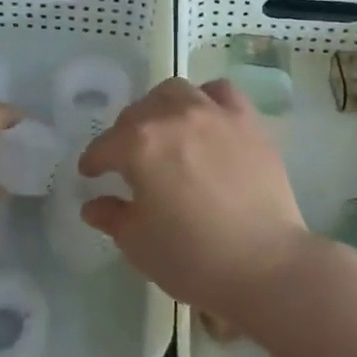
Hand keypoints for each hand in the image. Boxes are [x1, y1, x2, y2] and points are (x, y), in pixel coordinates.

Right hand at [78, 78, 308, 325]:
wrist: (265, 264)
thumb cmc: (193, 258)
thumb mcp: (139, 244)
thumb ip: (112, 216)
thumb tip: (93, 204)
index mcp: (139, 144)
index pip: (104, 146)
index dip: (93, 162)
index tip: (91, 175)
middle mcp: (173, 116)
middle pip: (137, 113)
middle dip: (125, 135)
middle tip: (128, 160)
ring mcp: (213, 113)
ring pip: (175, 92)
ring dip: (161, 108)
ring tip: (165, 130)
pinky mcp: (247, 120)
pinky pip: (220, 92)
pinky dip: (206, 99)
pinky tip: (206, 118)